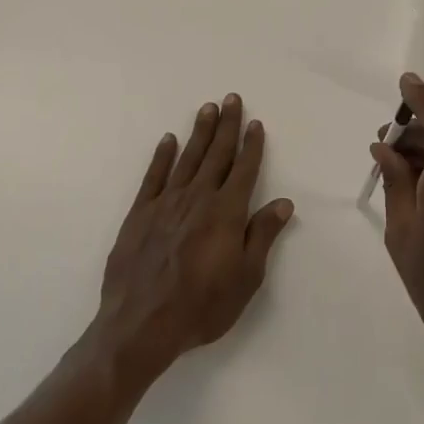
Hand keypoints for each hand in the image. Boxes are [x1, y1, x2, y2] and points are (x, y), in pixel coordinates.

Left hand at [93, 94, 293, 382]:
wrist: (140, 325)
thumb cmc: (201, 307)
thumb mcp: (245, 279)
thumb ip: (262, 236)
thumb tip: (283, 203)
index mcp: (227, 213)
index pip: (244, 170)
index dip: (251, 145)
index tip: (255, 123)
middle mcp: (198, 199)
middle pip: (216, 154)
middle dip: (226, 126)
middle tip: (231, 98)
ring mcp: (166, 203)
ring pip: (187, 158)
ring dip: (199, 132)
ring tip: (207, 108)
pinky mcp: (140, 214)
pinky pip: (154, 176)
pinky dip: (162, 156)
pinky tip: (168, 140)